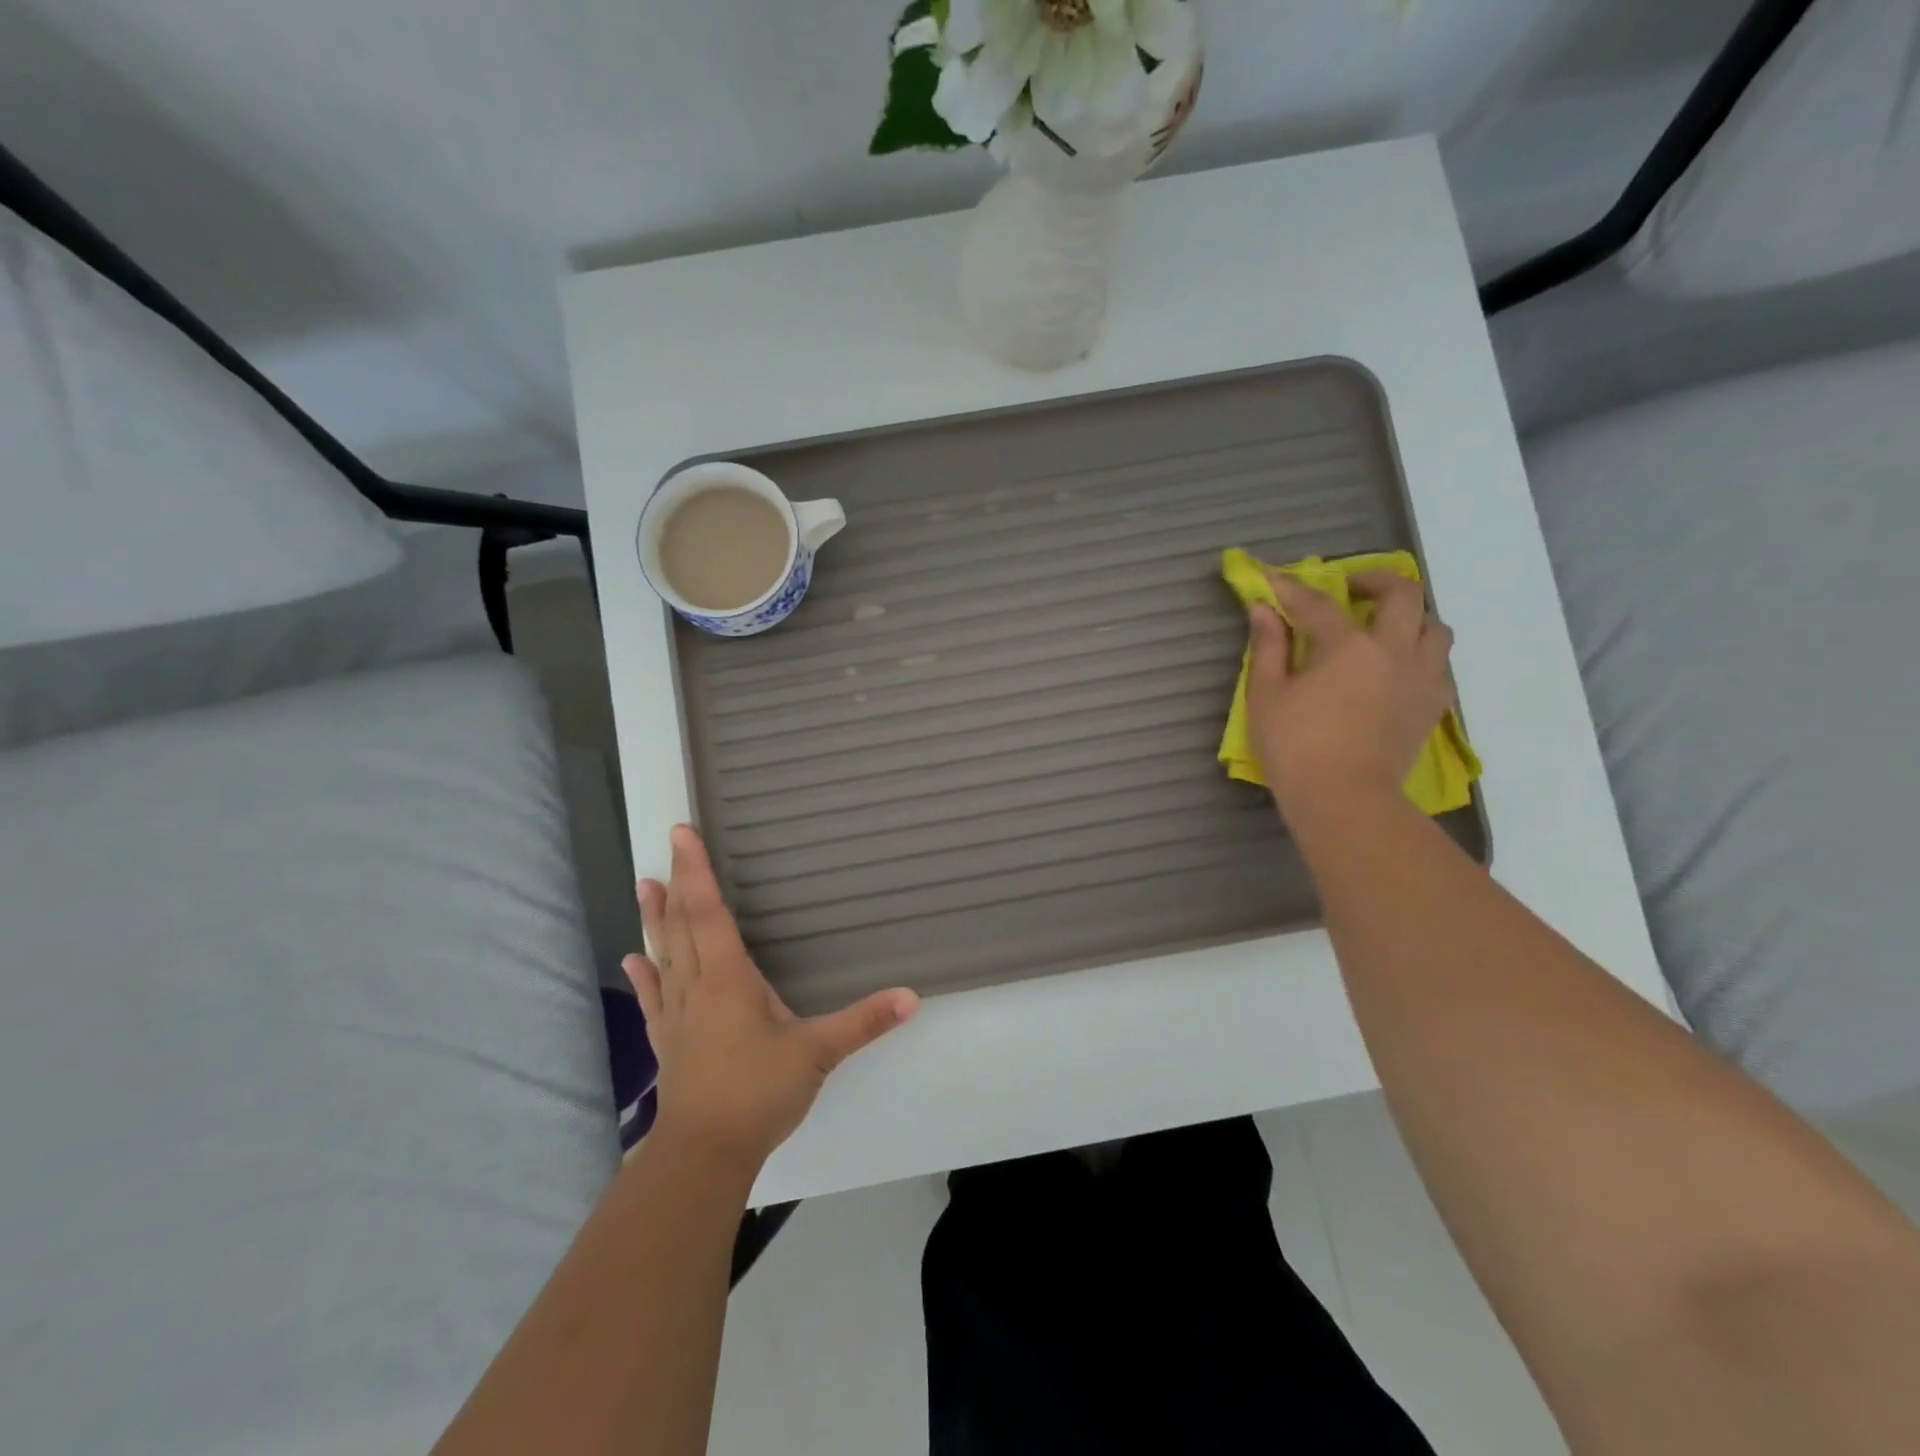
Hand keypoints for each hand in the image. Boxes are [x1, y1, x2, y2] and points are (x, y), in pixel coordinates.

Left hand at [623, 826, 917, 1171]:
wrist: (704, 1154)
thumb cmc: (758, 1093)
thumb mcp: (818, 1053)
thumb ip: (863, 1022)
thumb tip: (912, 996)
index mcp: (729, 979)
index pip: (709, 913)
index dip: (696, 872)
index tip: (682, 835)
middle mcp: (697, 988)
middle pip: (682, 926)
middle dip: (676, 884)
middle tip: (666, 847)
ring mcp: (677, 1016)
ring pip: (664, 956)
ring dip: (654, 921)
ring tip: (643, 887)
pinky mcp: (669, 1044)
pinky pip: (654, 1000)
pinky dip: (644, 977)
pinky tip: (632, 961)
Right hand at [1245, 570, 1455, 822]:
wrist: (1345, 800)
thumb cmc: (1295, 747)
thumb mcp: (1266, 696)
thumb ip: (1267, 647)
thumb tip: (1263, 609)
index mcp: (1348, 645)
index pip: (1318, 603)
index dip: (1292, 589)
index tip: (1274, 580)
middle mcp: (1394, 650)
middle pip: (1402, 594)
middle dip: (1375, 581)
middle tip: (1351, 590)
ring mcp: (1422, 678)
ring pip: (1434, 628)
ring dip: (1410, 618)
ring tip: (1384, 629)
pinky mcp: (1432, 707)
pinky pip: (1440, 666)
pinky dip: (1421, 656)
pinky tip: (1398, 669)